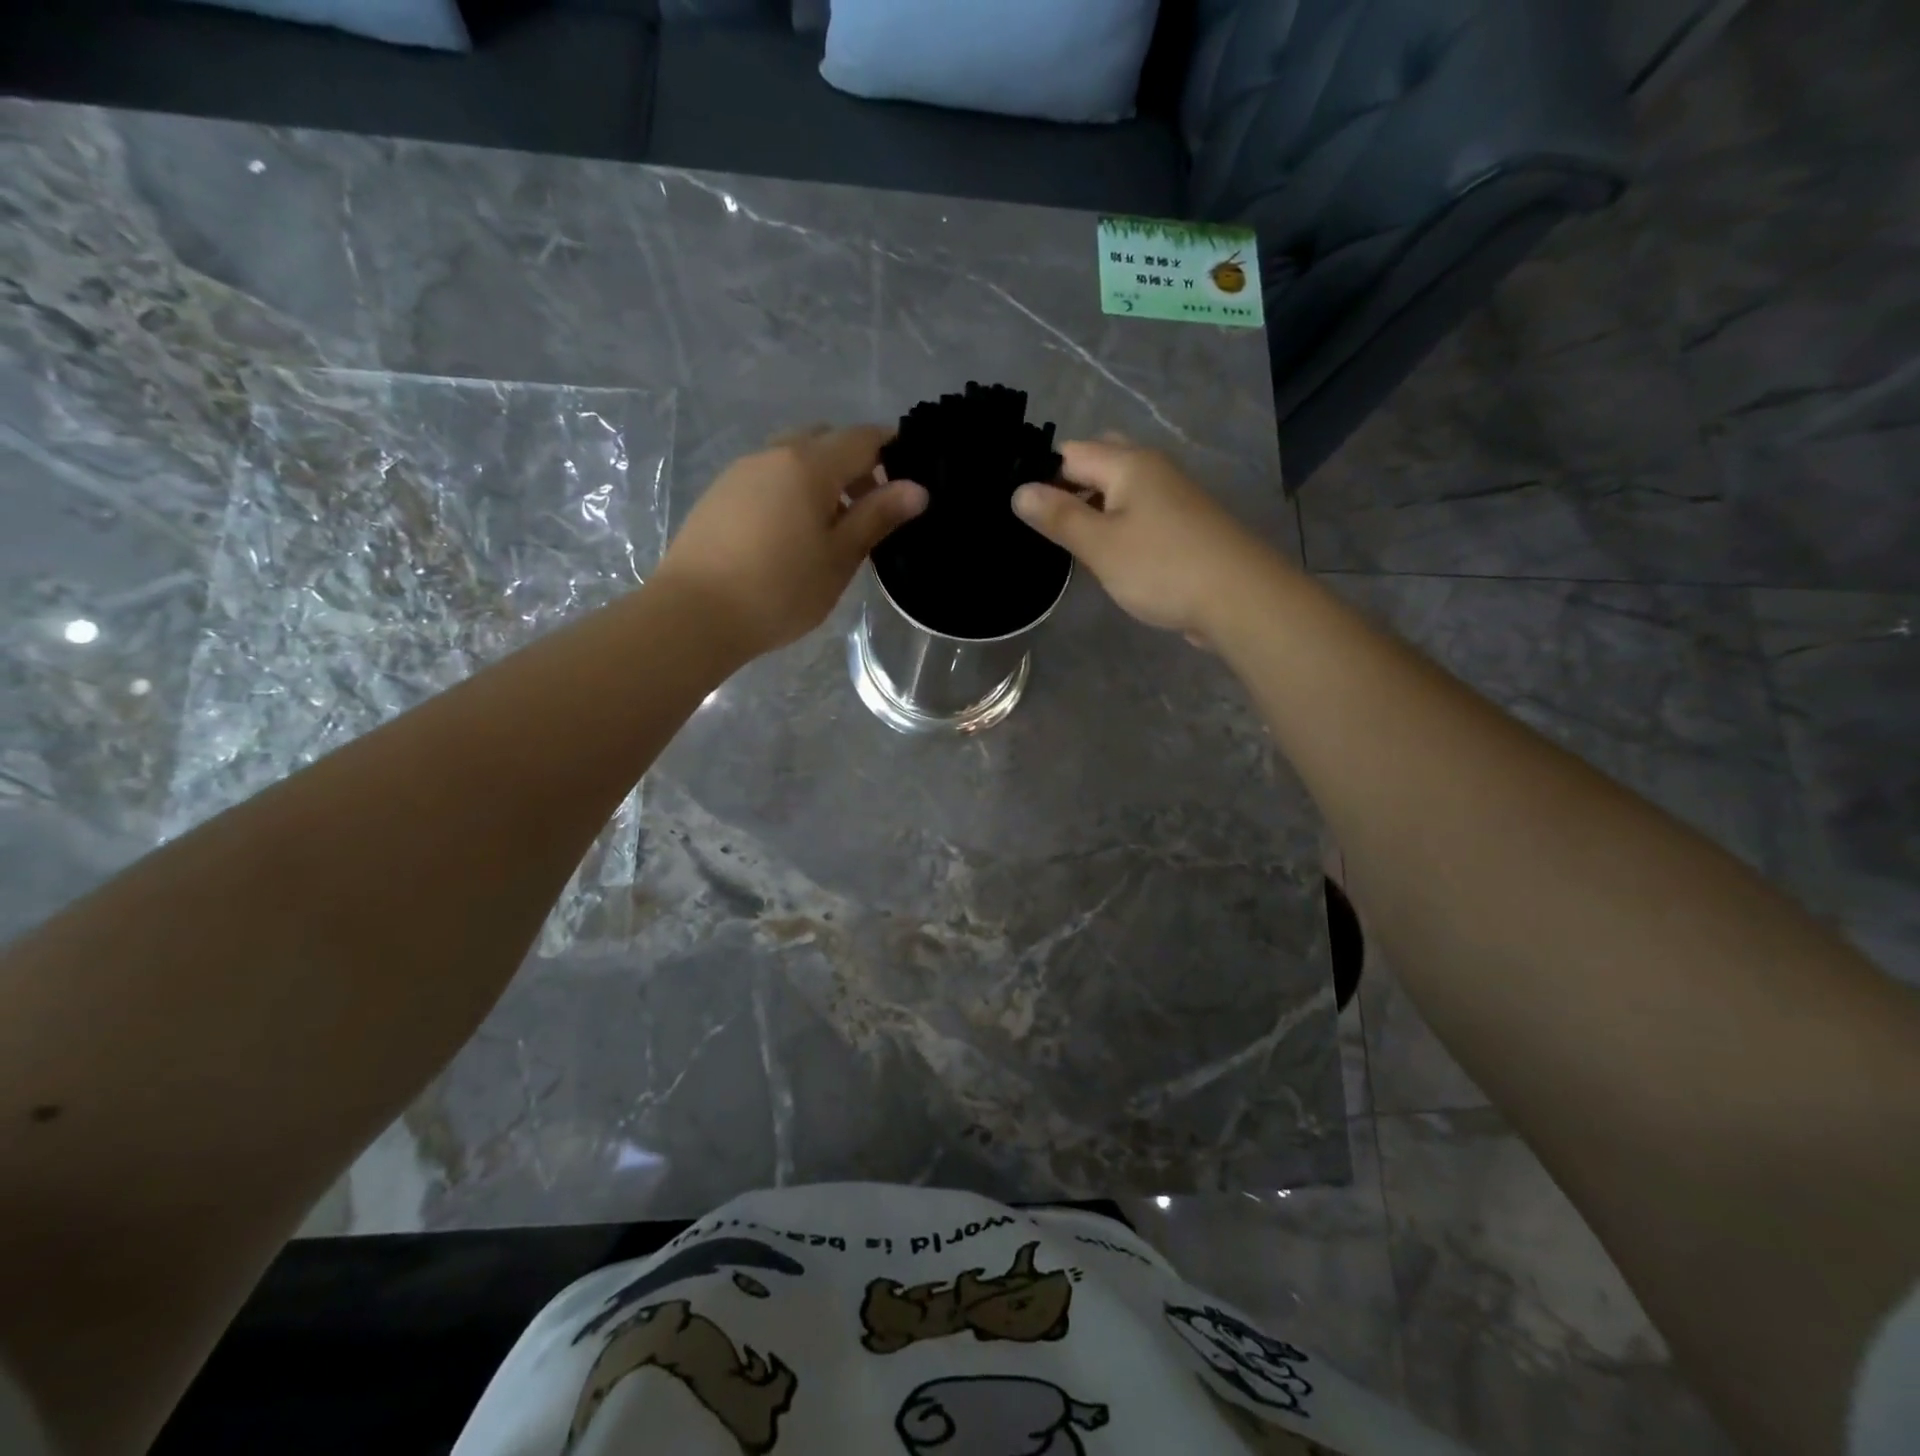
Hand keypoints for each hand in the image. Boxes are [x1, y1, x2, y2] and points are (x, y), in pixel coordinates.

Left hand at [653, 425, 926, 659]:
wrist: (695, 613)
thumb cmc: (780, 589)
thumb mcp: (839, 557)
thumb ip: (877, 517)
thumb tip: (918, 488)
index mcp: (808, 464)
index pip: (862, 438)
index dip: (891, 450)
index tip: (909, 477)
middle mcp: (773, 454)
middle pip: (824, 441)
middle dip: (854, 464)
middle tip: (869, 508)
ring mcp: (740, 471)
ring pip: (792, 458)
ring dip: (819, 478)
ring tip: (830, 528)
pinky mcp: (718, 494)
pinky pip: (767, 477)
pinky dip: (790, 490)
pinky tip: (790, 534)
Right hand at [1011, 439, 1285, 642]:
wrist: (1239, 598)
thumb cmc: (1162, 567)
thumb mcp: (1100, 545)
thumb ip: (1059, 516)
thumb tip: (1018, 491)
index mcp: (1128, 463)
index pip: (1069, 453)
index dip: (1041, 476)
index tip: (1019, 512)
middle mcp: (1152, 468)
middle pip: (1098, 464)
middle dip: (1068, 488)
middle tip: (1044, 526)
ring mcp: (1171, 496)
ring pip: (1118, 490)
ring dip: (1091, 510)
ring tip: (1066, 544)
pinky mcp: (1182, 524)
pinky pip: (1137, 513)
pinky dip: (1116, 526)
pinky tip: (1104, 556)